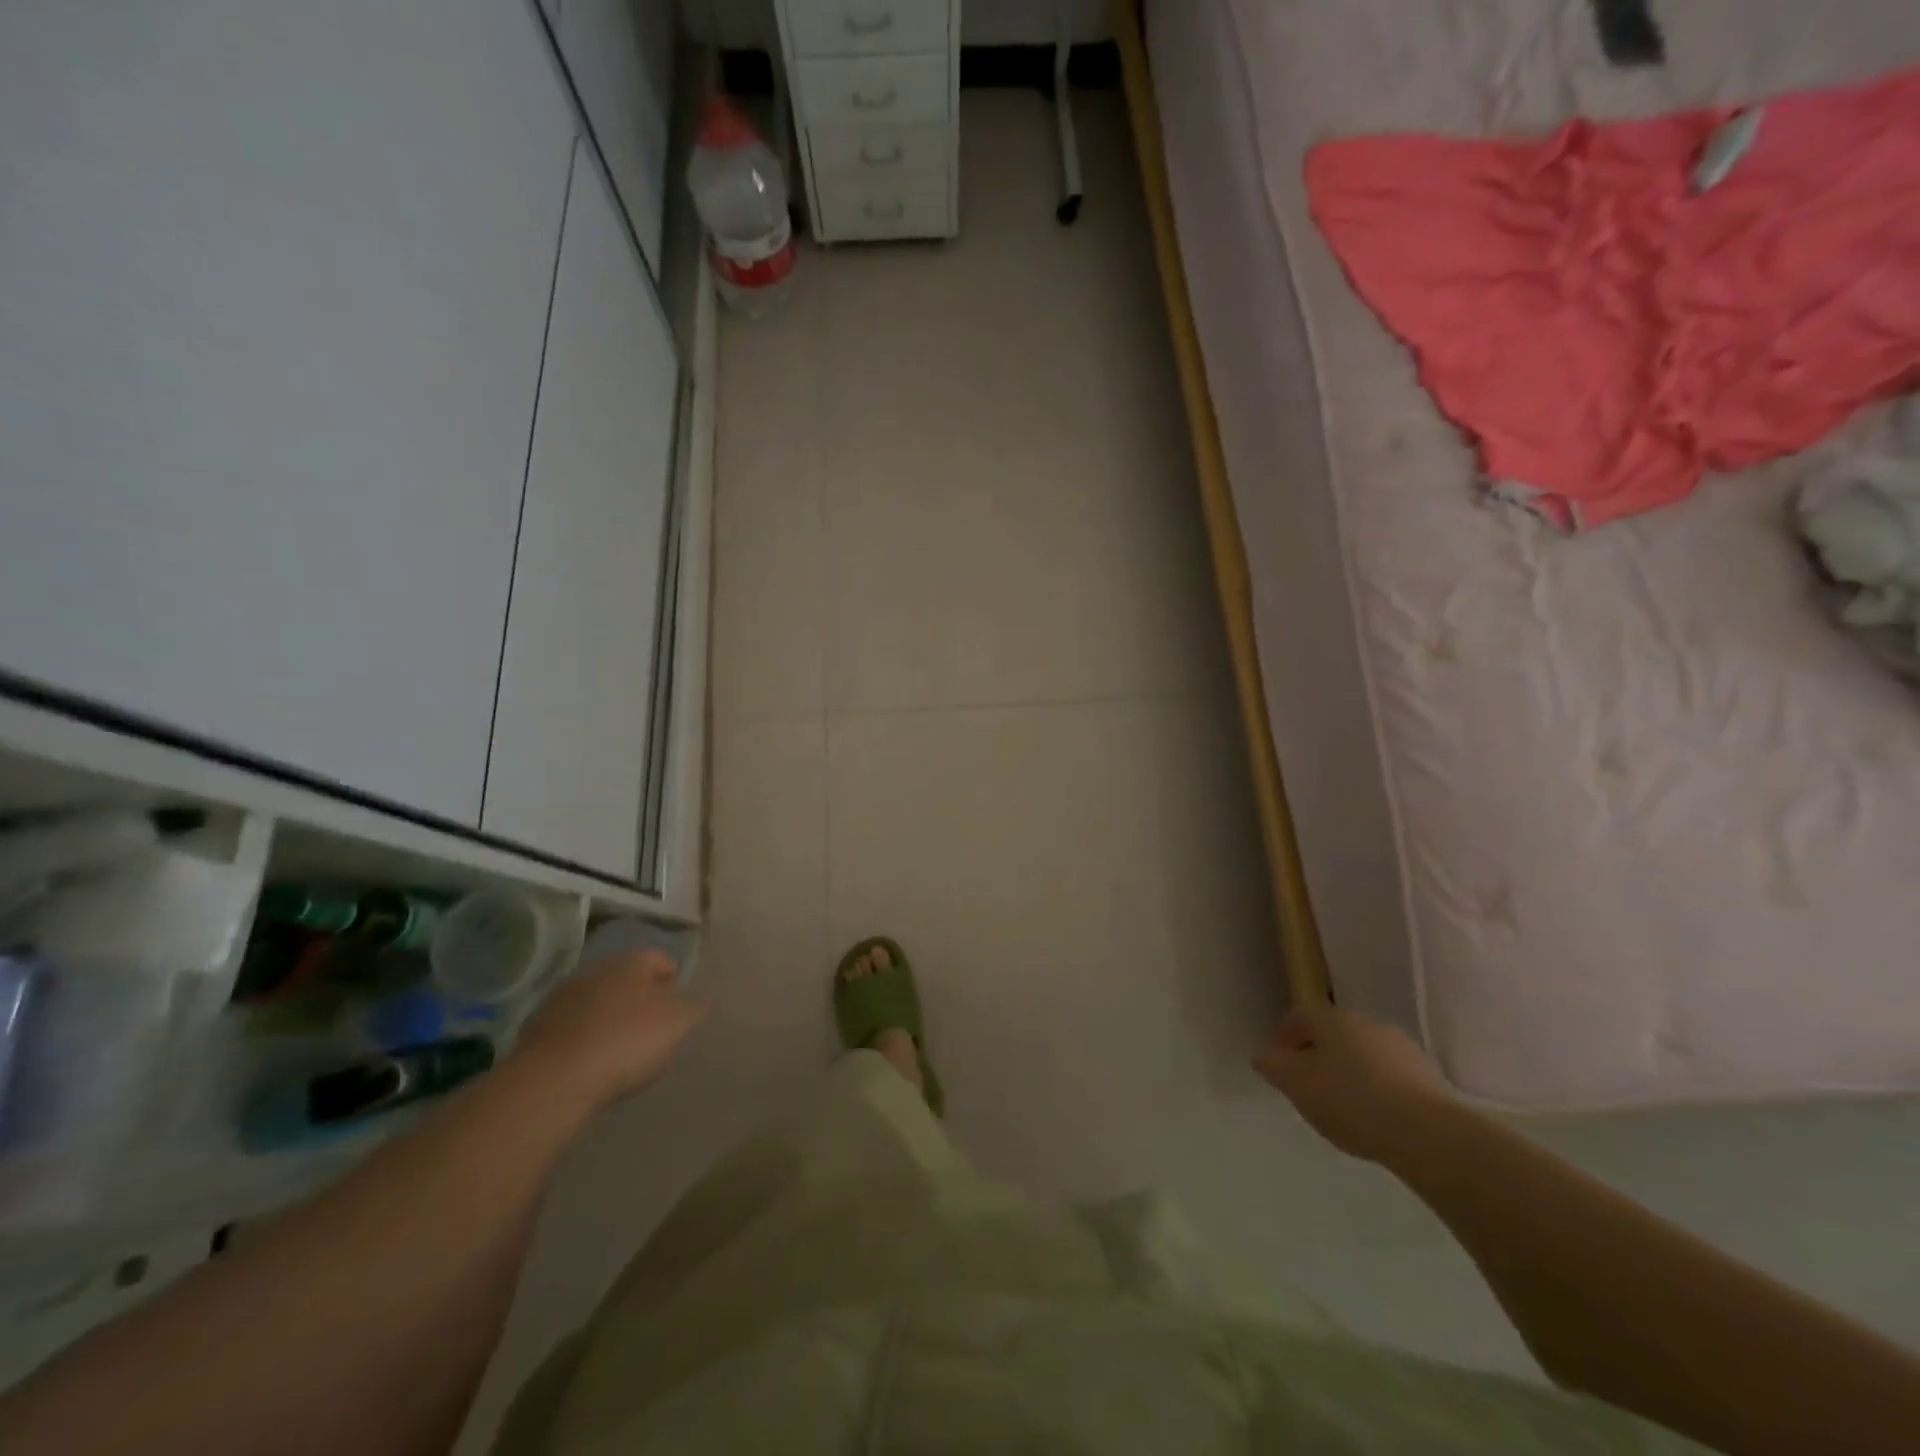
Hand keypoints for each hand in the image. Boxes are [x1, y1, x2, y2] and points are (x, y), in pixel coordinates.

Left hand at [513, 950, 704, 1109]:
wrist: (553, 1080)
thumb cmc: (626, 1042)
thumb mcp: (678, 1023)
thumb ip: (693, 1007)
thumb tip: (696, 1001)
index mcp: (631, 963)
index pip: (658, 958)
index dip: (671, 978)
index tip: (680, 1003)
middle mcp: (595, 971)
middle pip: (625, 979)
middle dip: (639, 998)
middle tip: (653, 1027)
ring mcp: (561, 999)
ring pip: (596, 1003)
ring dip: (608, 1018)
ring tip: (621, 1051)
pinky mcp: (536, 1030)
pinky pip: (571, 1029)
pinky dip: (583, 1040)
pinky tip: (591, 1065)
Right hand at [1253, 1003, 1454, 1164]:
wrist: (1427, 1133)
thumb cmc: (1349, 1099)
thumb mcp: (1296, 1085)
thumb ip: (1274, 1066)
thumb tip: (1263, 1055)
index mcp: (1331, 1018)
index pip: (1299, 1017)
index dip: (1284, 1038)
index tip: (1277, 1064)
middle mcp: (1366, 1022)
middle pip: (1333, 1034)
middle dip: (1318, 1056)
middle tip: (1307, 1087)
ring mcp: (1401, 1047)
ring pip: (1363, 1055)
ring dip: (1350, 1073)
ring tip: (1342, 1108)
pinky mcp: (1429, 1076)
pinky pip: (1390, 1077)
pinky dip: (1377, 1090)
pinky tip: (1374, 1118)